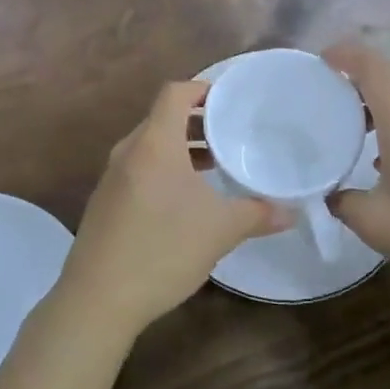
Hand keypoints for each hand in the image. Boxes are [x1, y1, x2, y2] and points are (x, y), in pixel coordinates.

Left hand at [59, 81, 285, 336]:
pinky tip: (185, 201)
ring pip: (151, 146)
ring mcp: (112, 177)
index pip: (175, 93)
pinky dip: (164, 170)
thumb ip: (258, 214)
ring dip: (181, 148)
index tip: (231, 102)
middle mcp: (129, 150)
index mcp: (155, 142)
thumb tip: (292, 211)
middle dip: (197, 122)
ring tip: (214, 166)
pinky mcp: (105, 202)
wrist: (97, 298)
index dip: (202, 89)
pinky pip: (139, 169)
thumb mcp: (220, 230)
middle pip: (163, 118)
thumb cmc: (162, 249)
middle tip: (231, 134)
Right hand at [324, 43, 389, 295]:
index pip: (370, 64)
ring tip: (340, 125)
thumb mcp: (376, 223)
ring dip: (370, 103)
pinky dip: (388, 124)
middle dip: (351, 78)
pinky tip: (374, 158)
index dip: (342, 54)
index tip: (316, 63)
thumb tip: (327, 194)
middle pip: (385, 77)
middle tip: (318, 96)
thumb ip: (343, 202)